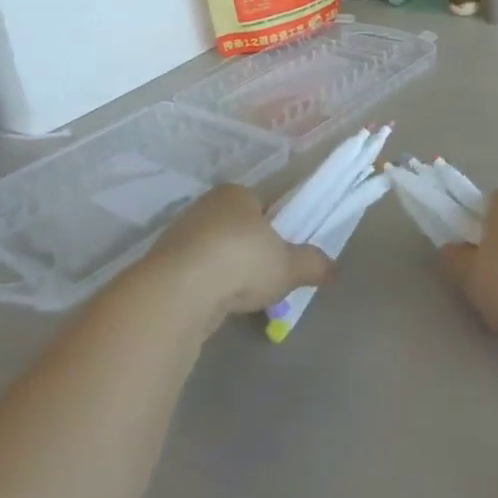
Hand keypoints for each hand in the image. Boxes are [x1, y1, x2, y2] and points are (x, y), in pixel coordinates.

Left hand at [143, 185, 333, 327]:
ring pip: (215, 251)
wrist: (180, 291)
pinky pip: (196, 273)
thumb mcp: (290, 265)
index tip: (284, 252)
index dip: (276, 227)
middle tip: (268, 277)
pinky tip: (219, 304)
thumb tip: (333, 269)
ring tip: (244, 296)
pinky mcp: (164, 265)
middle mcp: (205, 207)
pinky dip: (209, 286)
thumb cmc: (242, 262)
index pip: (261, 204)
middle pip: (237, 228)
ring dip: (228, 270)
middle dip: (251, 251)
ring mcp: (180, 235)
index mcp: (235, 194)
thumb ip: (313, 264)